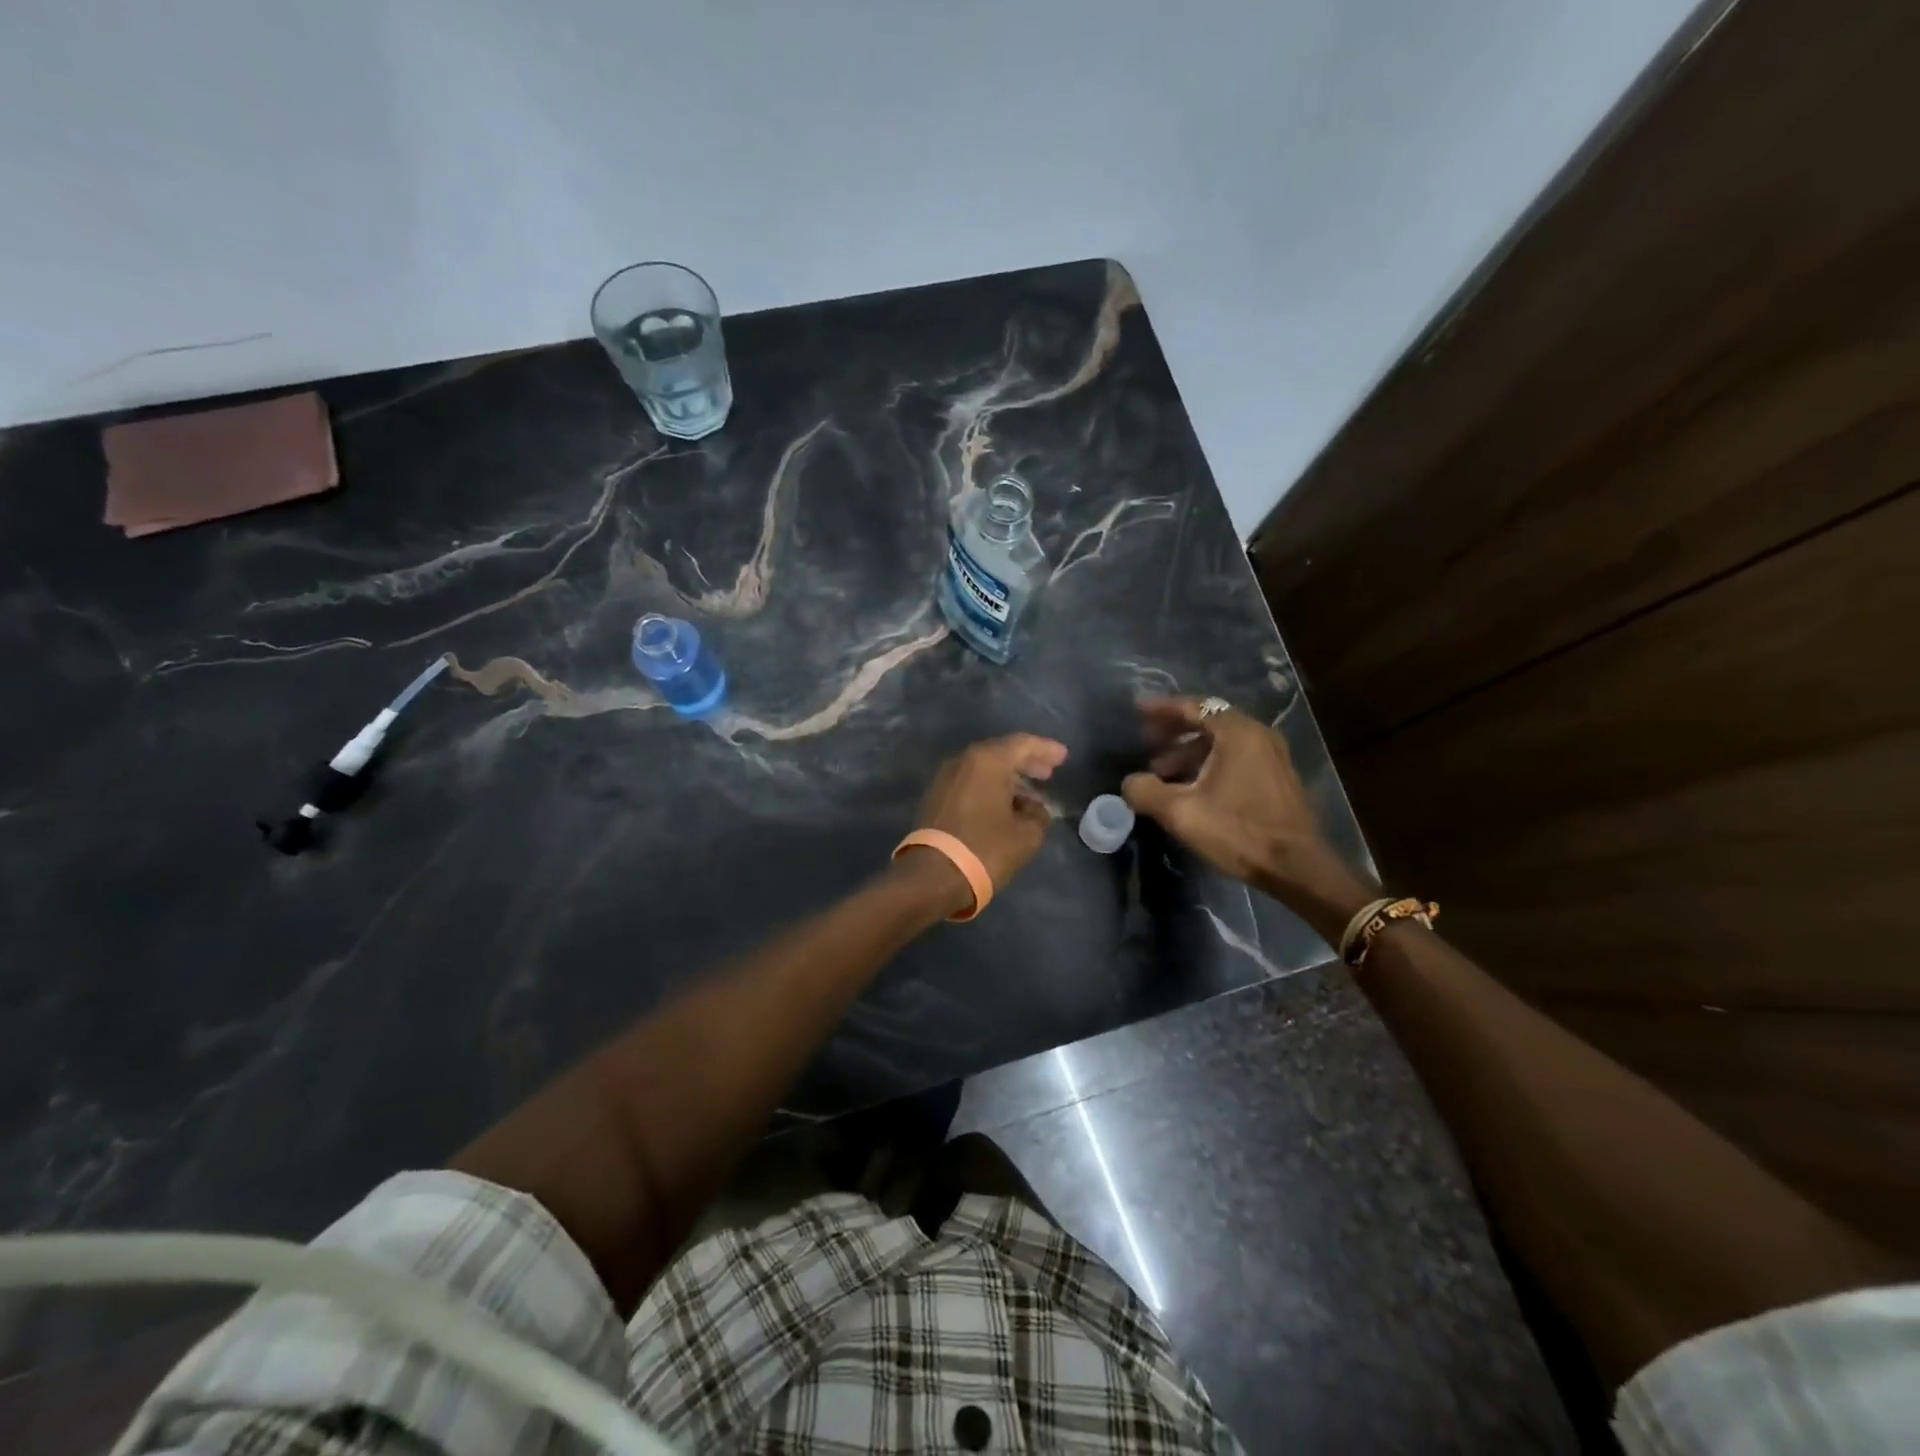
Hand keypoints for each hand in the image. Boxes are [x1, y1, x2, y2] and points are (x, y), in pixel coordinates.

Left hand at [903, 734, 1067, 911]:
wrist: (933, 876)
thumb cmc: (985, 849)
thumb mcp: (1026, 835)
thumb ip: (1038, 814)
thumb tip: (1035, 808)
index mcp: (987, 760)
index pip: (1022, 744)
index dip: (1046, 749)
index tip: (1063, 757)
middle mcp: (963, 761)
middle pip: (1001, 753)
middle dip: (1026, 762)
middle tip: (1048, 773)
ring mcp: (945, 778)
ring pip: (984, 769)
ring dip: (1008, 777)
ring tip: (1030, 794)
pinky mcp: (936, 797)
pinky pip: (970, 782)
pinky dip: (990, 787)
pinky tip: (1004, 804)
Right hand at [1121, 697, 1373, 937]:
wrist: (1297, 867)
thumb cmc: (1238, 832)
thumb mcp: (1181, 812)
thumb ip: (1146, 791)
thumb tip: (1129, 782)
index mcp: (1237, 733)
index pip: (1194, 707)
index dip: (1162, 709)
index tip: (1137, 711)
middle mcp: (1258, 735)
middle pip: (1208, 722)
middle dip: (1173, 732)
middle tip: (1146, 743)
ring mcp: (1272, 756)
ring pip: (1222, 743)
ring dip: (1189, 752)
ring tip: (1162, 773)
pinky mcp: (1277, 778)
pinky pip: (1235, 758)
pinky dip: (1209, 763)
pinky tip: (1191, 788)